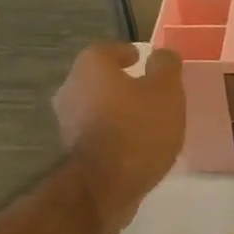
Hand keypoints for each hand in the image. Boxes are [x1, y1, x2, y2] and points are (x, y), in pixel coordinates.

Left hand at [53, 42, 184, 232]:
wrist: (105, 185)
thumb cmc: (138, 129)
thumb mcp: (166, 93)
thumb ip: (166, 67)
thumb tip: (162, 53)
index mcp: (91, 66)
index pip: (106, 49)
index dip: (124, 52)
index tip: (140, 59)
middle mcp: (71, 88)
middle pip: (97, 78)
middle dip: (118, 82)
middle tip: (144, 90)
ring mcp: (67, 121)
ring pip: (94, 106)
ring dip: (114, 109)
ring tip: (141, 120)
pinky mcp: (71, 150)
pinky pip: (95, 132)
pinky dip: (110, 133)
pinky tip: (131, 144)